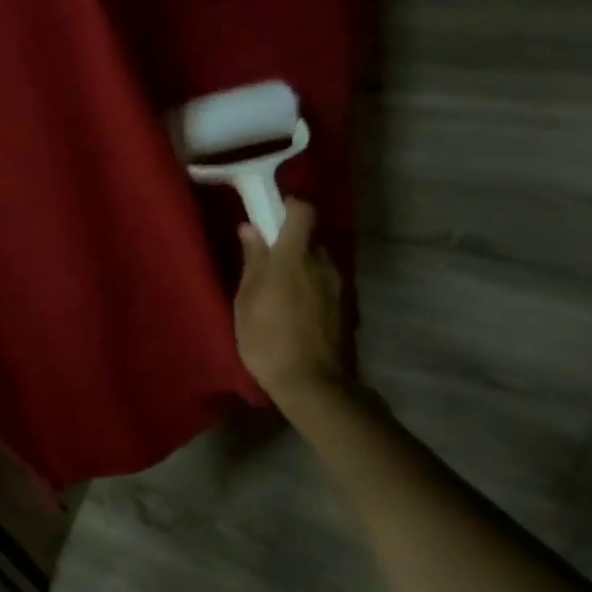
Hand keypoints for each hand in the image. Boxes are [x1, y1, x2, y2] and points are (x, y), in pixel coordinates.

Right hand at [233, 200, 349, 405]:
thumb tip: (251, 228)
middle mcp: (322, 264)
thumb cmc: (267, 337)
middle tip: (266, 264)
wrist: (312, 384)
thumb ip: (252, 260)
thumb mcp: (246, 299)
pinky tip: (294, 312)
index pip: (303, 211)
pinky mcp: (345, 308)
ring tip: (279, 293)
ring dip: (300, 269)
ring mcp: (338, 287)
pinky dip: (310, 289)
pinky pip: (324, 285)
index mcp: (294, 256)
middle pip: (309, 239)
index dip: (288, 207)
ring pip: (318, 263)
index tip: (269, 216)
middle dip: (290, 244)